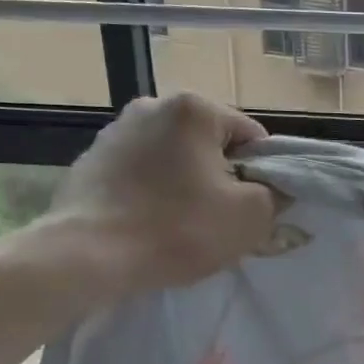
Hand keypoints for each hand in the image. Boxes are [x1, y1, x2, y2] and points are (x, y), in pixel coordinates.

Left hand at [38, 93, 274, 297]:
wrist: (87, 257)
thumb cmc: (178, 229)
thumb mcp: (251, 216)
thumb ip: (277, 194)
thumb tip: (276, 188)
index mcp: (194, 109)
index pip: (251, 137)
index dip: (261, 175)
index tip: (252, 207)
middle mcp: (152, 106)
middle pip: (211, 145)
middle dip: (221, 178)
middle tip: (219, 219)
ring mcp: (114, 132)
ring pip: (175, 159)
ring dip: (186, 184)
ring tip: (182, 225)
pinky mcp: (89, 160)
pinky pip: (140, 174)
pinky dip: (152, 193)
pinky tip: (149, 224)